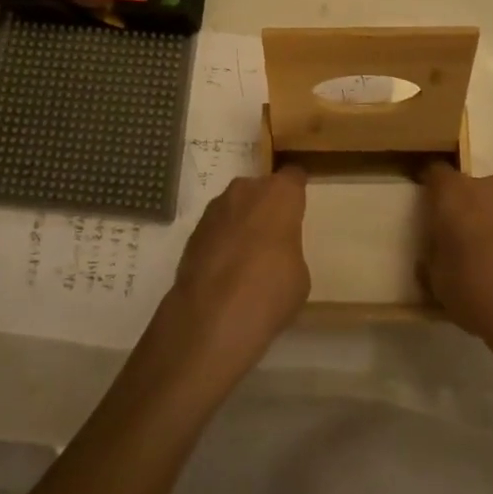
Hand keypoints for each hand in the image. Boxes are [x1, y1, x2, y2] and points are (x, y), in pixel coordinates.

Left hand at [161, 168, 309, 381]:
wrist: (212, 316)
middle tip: (273, 237)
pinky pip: (216, 228)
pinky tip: (224, 272)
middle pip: (261, 189)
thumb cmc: (270, 290)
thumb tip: (275, 253)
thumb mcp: (299, 274)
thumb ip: (288, 250)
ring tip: (246, 257)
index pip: (293, 177)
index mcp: (280, 194)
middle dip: (266, 207)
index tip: (299, 206)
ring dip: (241, 223)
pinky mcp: (193, 231)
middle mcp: (246, 190)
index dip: (296, 192)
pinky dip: (221, 242)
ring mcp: (215, 208)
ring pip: (235, 207)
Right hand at [420, 166, 492, 357]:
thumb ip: (431, 261)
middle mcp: (486, 186)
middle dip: (461, 209)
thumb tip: (434, 257)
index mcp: (452, 193)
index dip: (429, 191)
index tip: (427, 214)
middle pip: (467, 188)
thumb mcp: (437, 284)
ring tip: (492, 260)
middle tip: (458, 243)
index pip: (433, 174)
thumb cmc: (477, 291)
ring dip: (490, 221)